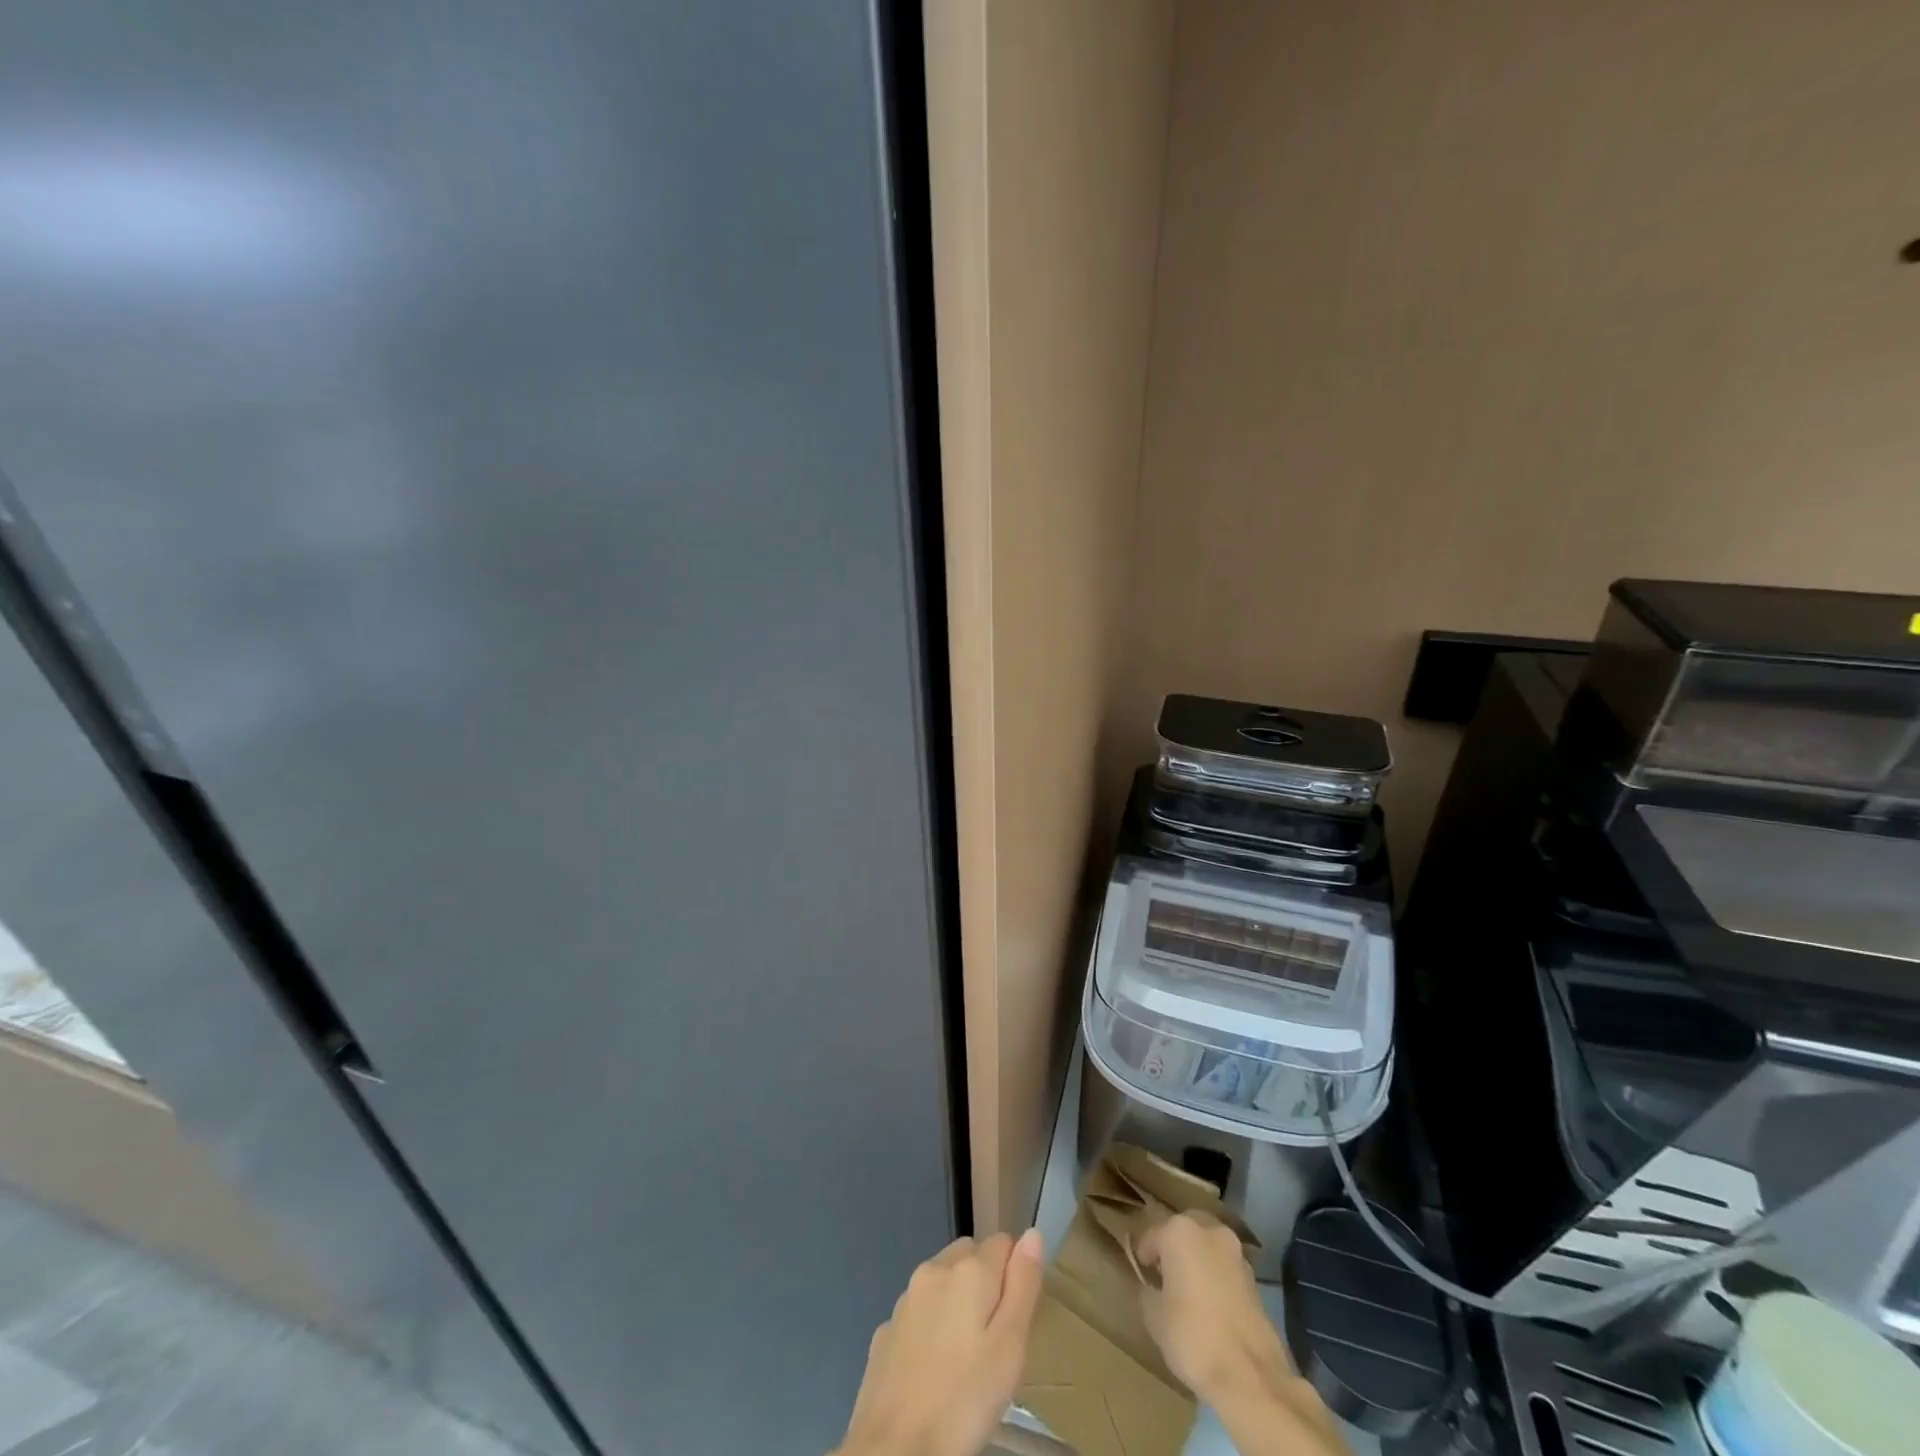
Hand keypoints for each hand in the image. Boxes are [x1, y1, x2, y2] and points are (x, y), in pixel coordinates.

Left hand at [836, 1229, 1044, 1455]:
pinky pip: (918, 1313)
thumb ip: (1023, 1285)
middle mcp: (934, 1270)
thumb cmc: (964, 1400)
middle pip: (970, 1255)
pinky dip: (930, 1326)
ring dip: (957, 1301)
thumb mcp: (1010, 1347)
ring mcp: (905, 1300)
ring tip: (967, 1358)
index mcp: (968, 1270)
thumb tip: (1032, 1233)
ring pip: (942, 1282)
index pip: (1004, 1242)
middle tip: (995, 1340)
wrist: (894, 1450)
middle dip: (986, 1282)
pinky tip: (934, 1369)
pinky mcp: (885, 1331)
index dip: (1016, 1273)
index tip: (1017, 1318)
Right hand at [1136, 1211, 1291, 1402]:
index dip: (1144, 1255)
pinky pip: (1226, 1270)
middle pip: (1185, 1231)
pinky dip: (1217, 1278)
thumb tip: (1154, 1288)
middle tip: (1165, 1274)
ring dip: (1198, 1261)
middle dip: (1174, 1248)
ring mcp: (1237, 1254)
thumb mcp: (1153, 1316)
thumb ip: (1149, 1292)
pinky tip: (1211, 1305)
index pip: (1152, 1235)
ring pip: (1208, 1248)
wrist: (1250, 1376)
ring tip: (1189, 1291)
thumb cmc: (1192, 1336)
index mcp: (1179, 1232)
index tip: (1142, 1273)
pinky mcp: (1255, 1281)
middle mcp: (1210, 1231)